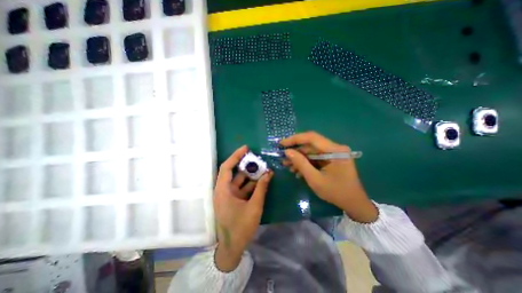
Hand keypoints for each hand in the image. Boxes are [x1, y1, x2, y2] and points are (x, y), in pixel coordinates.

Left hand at [212, 145, 272, 270]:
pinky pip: (242, 188)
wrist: (232, 248)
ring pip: (239, 180)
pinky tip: (261, 180)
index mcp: (222, 191)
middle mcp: (223, 190)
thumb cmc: (241, 227)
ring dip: (250, 175)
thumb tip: (269, 173)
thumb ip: (261, 188)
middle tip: (257, 158)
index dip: (235, 156)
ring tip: (263, 168)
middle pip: (233, 172)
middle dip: (245, 165)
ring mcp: (228, 195)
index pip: (226, 167)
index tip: (246, 148)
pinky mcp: (233, 200)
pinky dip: (251, 184)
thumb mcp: (254, 206)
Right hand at [279, 132, 377, 222]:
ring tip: (288, 166)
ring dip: (299, 158)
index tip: (281, 144)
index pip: (311, 138)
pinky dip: (305, 163)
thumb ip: (301, 163)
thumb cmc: (336, 192)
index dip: (294, 139)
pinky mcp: (331, 159)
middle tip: (283, 158)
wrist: (354, 204)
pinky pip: (315, 158)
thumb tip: (287, 152)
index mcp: (335, 150)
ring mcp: (333, 153)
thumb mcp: (315, 179)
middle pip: (310, 145)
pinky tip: (297, 170)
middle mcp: (335, 148)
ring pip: (311, 151)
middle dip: (296, 151)